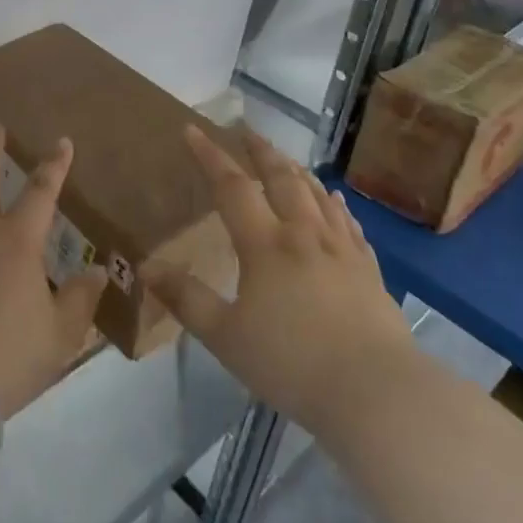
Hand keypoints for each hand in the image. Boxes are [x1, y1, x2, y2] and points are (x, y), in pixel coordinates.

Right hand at [142, 126, 412, 432]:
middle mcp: (304, 234)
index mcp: (265, 245)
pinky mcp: (368, 270)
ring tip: (283, 158)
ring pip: (316, 195)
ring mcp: (341, 250)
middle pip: (280, 179)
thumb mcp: (225, 336)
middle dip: (259, 151)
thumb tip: (146, 266)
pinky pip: (348, 223)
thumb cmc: (292, 363)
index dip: (210, 156)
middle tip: (244, 130)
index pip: (231, 187)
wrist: (376, 392)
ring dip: (295, 170)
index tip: (193, 130)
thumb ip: (186, 298)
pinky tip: (334, 199)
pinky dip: (335, 204)